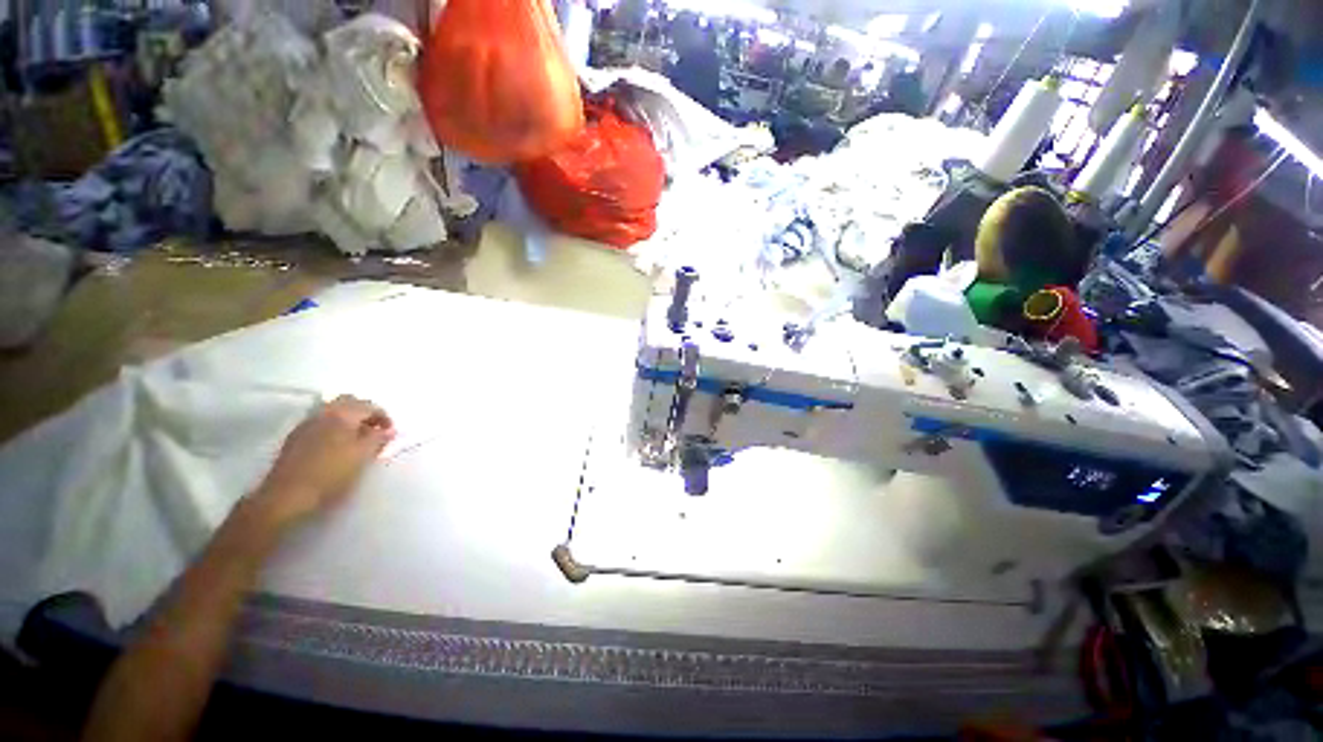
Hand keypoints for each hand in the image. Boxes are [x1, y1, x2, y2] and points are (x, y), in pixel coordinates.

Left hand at [251, 395, 395, 528]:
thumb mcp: (362, 457)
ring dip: (349, 420)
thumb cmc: (330, 474)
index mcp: (342, 414)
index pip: (370, 405)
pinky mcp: (296, 437)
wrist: (286, 496)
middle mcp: (323, 412)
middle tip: (375, 430)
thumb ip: (378, 439)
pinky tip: (337, 445)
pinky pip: (321, 423)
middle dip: (365, 413)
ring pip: (333, 411)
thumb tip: (388, 430)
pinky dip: (334, 427)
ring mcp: (306, 424)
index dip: (384, 417)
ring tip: (358, 439)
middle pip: (349, 402)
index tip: (391, 433)